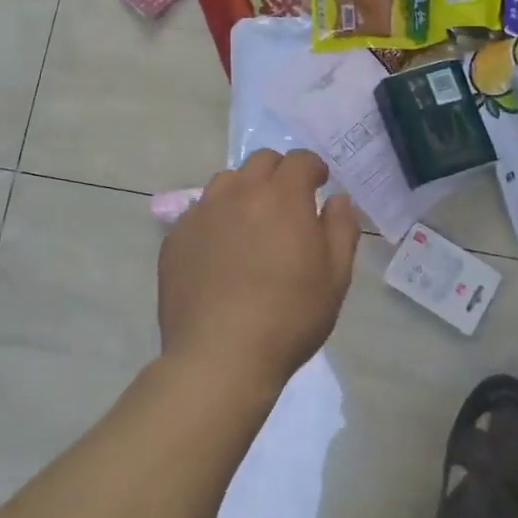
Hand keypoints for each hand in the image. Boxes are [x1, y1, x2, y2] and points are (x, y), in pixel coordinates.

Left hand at [158, 150, 361, 393]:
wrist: (220, 357)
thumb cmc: (288, 318)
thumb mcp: (335, 277)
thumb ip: (341, 228)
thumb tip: (337, 199)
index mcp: (282, 197)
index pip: (300, 160)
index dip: (314, 168)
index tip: (319, 184)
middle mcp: (239, 193)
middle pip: (261, 161)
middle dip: (280, 173)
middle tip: (288, 203)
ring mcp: (202, 213)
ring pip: (227, 182)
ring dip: (245, 191)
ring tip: (251, 224)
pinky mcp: (176, 237)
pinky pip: (200, 212)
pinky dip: (216, 219)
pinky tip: (221, 252)